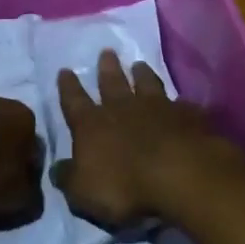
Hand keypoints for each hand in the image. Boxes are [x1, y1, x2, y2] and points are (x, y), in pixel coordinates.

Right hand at [54, 50, 243, 228]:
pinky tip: (180, 101)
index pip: (74, 102)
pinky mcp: (186, 116)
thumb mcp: (83, 192)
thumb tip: (57, 168)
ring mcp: (158, 108)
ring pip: (147, 84)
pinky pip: (180, 104)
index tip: (65, 70)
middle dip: (107, 68)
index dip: (68, 87)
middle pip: (112, 83)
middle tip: (106, 51)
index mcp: (92, 125)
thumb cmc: (124, 187)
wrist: (180, 175)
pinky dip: (178, 102)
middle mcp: (123, 108)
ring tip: (139, 64)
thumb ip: (69, 178)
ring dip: (142, 74)